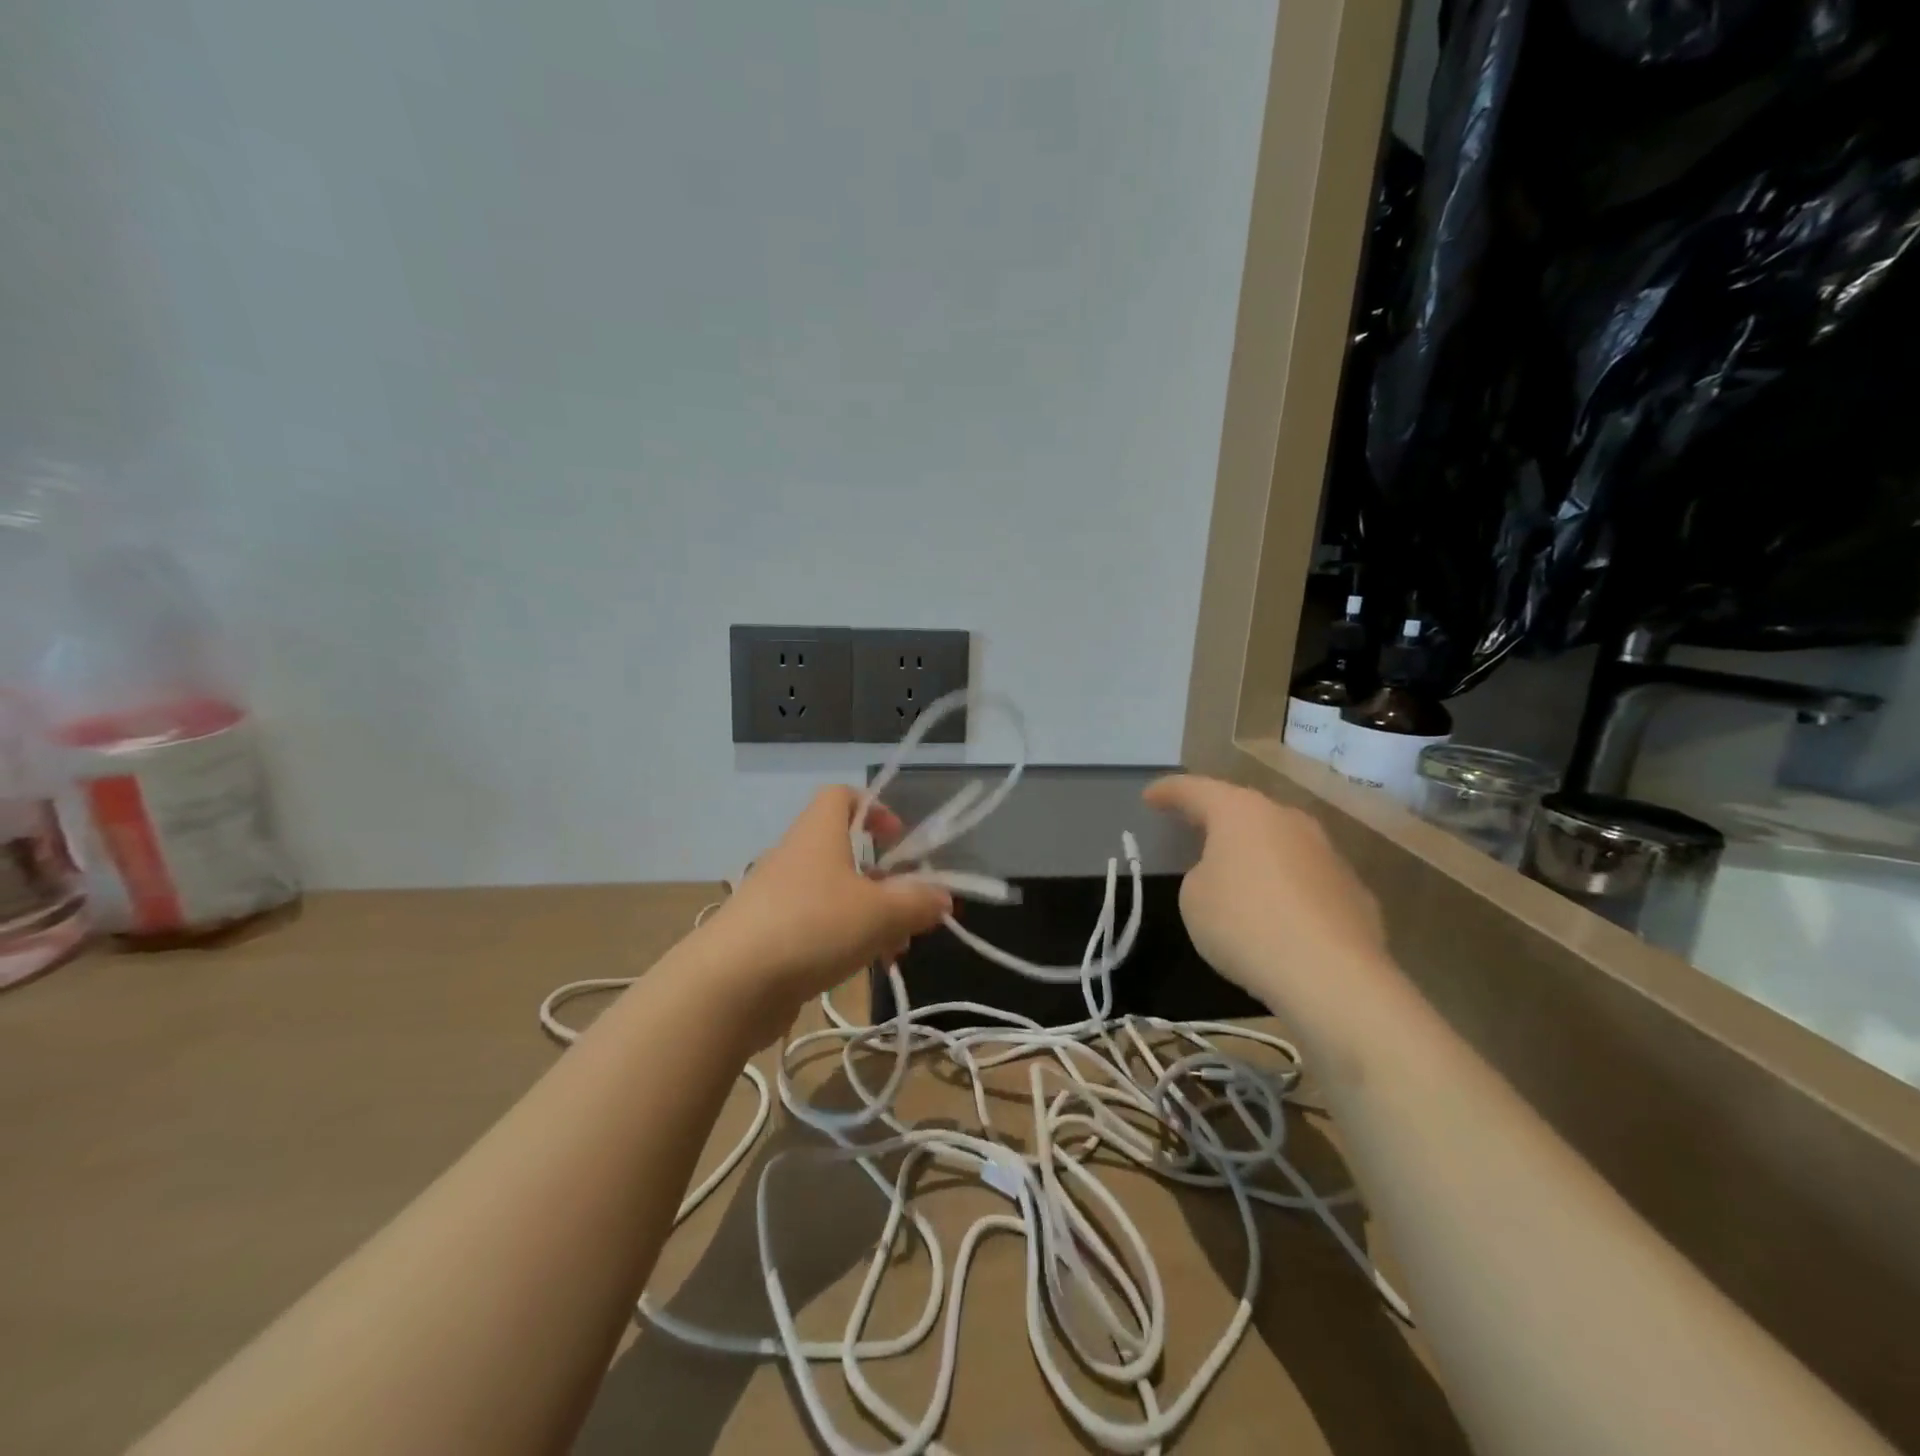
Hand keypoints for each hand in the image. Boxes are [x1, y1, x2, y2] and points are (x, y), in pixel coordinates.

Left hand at [705, 787, 952, 1008]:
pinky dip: (840, 940)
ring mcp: (775, 897)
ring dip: (868, 917)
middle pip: (844, 853)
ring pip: (833, 895)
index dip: (874, 808)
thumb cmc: (813, 927)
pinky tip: (860, 969)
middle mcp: (794, 856)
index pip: (841, 795)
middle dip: (883, 881)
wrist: (729, 985)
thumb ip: (918, 903)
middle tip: (909, 910)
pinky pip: (813, 925)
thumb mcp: (881, 913)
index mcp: (818, 833)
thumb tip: (943, 897)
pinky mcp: (764, 935)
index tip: (899, 838)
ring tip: (893, 952)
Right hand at [1143, 775, 1390, 1019]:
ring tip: (1238, 871)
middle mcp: (1287, 820)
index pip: (1196, 789)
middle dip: (1217, 817)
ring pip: (1281, 841)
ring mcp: (1327, 852)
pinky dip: (1288, 886)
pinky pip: (1307, 877)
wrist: (1331, 976)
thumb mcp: (1194, 898)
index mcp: (1241, 813)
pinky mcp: (1354, 889)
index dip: (1169, 791)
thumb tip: (1228, 875)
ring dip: (1257, 851)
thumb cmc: (1245, 925)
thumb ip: (1203, 874)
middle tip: (1193, 827)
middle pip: (1244, 809)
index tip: (1150, 797)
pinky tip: (1280, 912)